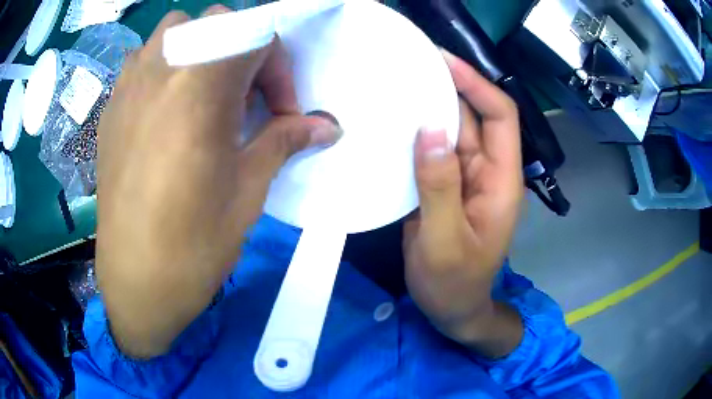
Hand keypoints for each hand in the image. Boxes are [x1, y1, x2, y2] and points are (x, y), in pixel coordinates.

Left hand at [97, 6, 340, 357]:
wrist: (136, 280)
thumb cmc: (194, 243)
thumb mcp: (249, 189)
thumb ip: (284, 140)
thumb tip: (328, 126)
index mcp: (199, 85)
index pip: (256, 35)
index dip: (278, 67)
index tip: (281, 112)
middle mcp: (160, 69)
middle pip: (215, 20)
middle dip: (242, 50)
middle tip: (245, 99)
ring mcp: (128, 85)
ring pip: (172, 30)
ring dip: (198, 47)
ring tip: (203, 92)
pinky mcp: (112, 107)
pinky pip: (141, 58)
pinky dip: (164, 66)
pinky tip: (166, 107)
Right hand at [403, 51, 523, 357]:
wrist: (452, 309)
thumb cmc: (454, 284)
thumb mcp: (444, 242)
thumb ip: (439, 187)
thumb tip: (429, 128)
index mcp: (501, 181)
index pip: (501, 117)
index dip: (477, 85)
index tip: (443, 61)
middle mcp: (487, 171)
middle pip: (473, 117)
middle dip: (448, 87)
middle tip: (410, 63)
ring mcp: (465, 178)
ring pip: (451, 130)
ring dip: (428, 106)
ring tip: (396, 83)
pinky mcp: (445, 186)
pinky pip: (433, 150)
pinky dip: (416, 133)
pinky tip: (391, 121)